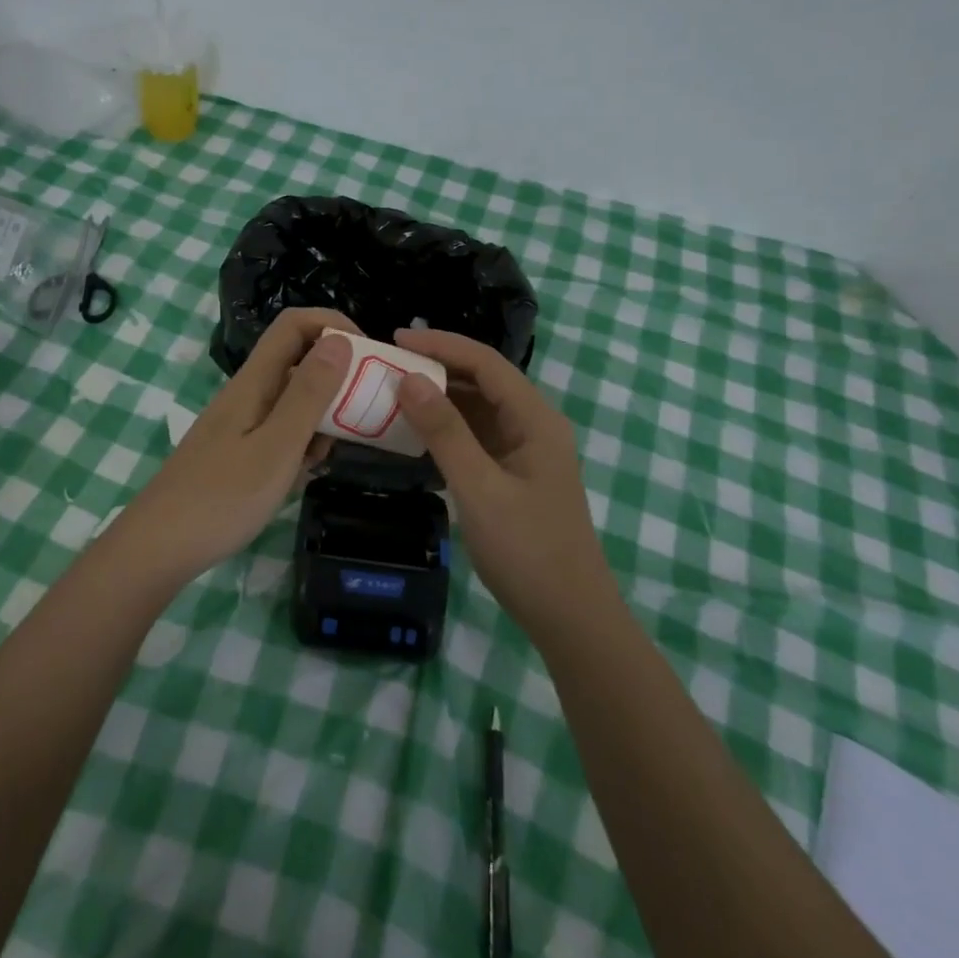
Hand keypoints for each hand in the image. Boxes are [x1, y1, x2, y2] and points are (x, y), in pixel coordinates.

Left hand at [121, 308, 358, 581]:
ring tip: (325, 457)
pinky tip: (301, 476)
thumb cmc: (222, 498)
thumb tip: (340, 341)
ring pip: (292, 400)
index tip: (367, 354)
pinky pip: (280, 430)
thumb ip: (309, 394)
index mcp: (255, 381)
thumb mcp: (278, 446)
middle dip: (334, 379)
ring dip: (319, 418)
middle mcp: (247, 393)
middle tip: (361, 414)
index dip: (332, 324)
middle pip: (298, 361)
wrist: (158, 548)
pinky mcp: (237, 450)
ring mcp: (240, 422)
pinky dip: (299, 444)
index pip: (295, 325)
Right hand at [393, 328, 611, 636]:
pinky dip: (446, 429)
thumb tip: (409, 378)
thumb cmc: (528, 550)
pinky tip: (416, 432)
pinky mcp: (513, 475)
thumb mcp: (479, 488)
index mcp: (535, 419)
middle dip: (438, 367)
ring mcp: (524, 452)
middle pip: (483, 380)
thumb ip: (444, 432)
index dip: (442, 345)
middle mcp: (533, 425)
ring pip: (478, 409)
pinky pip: (476, 437)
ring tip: (393, 390)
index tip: (396, 339)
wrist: (570, 618)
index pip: (486, 362)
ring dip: (440, 398)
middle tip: (388, 364)